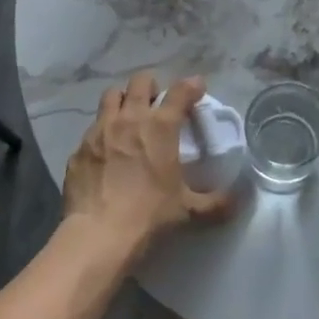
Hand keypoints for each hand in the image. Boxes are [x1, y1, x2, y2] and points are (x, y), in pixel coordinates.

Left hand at [63, 71, 230, 260]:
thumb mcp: (188, 210)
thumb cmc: (148, 215)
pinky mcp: (79, 148)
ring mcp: (100, 130)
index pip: (180, 91)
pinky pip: (92, 128)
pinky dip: (102, 131)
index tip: (197, 88)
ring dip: (123, 99)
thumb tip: (239, 200)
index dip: (191, 85)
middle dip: (152, 86)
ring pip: (112, 95)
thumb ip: (216, 202)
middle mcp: (130, 118)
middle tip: (157, 103)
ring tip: (128, 116)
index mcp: (161, 127)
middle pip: (141, 81)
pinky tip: (106, 150)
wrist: (97, 236)